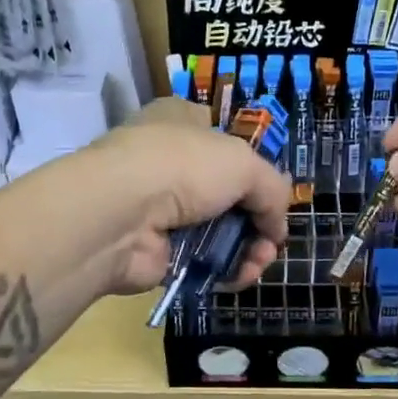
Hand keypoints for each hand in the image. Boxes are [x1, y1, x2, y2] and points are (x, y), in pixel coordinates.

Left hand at [73, 98, 291, 295]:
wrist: (121, 215)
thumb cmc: (183, 167)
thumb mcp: (244, 163)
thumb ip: (272, 190)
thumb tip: (276, 227)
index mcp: (183, 123)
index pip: (225, 139)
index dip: (254, 166)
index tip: (272, 193)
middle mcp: (169, 163)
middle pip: (229, 194)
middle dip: (259, 220)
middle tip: (272, 239)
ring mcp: (162, 209)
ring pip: (220, 232)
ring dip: (249, 249)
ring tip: (258, 261)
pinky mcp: (158, 251)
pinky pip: (204, 262)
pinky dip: (226, 271)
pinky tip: (240, 276)